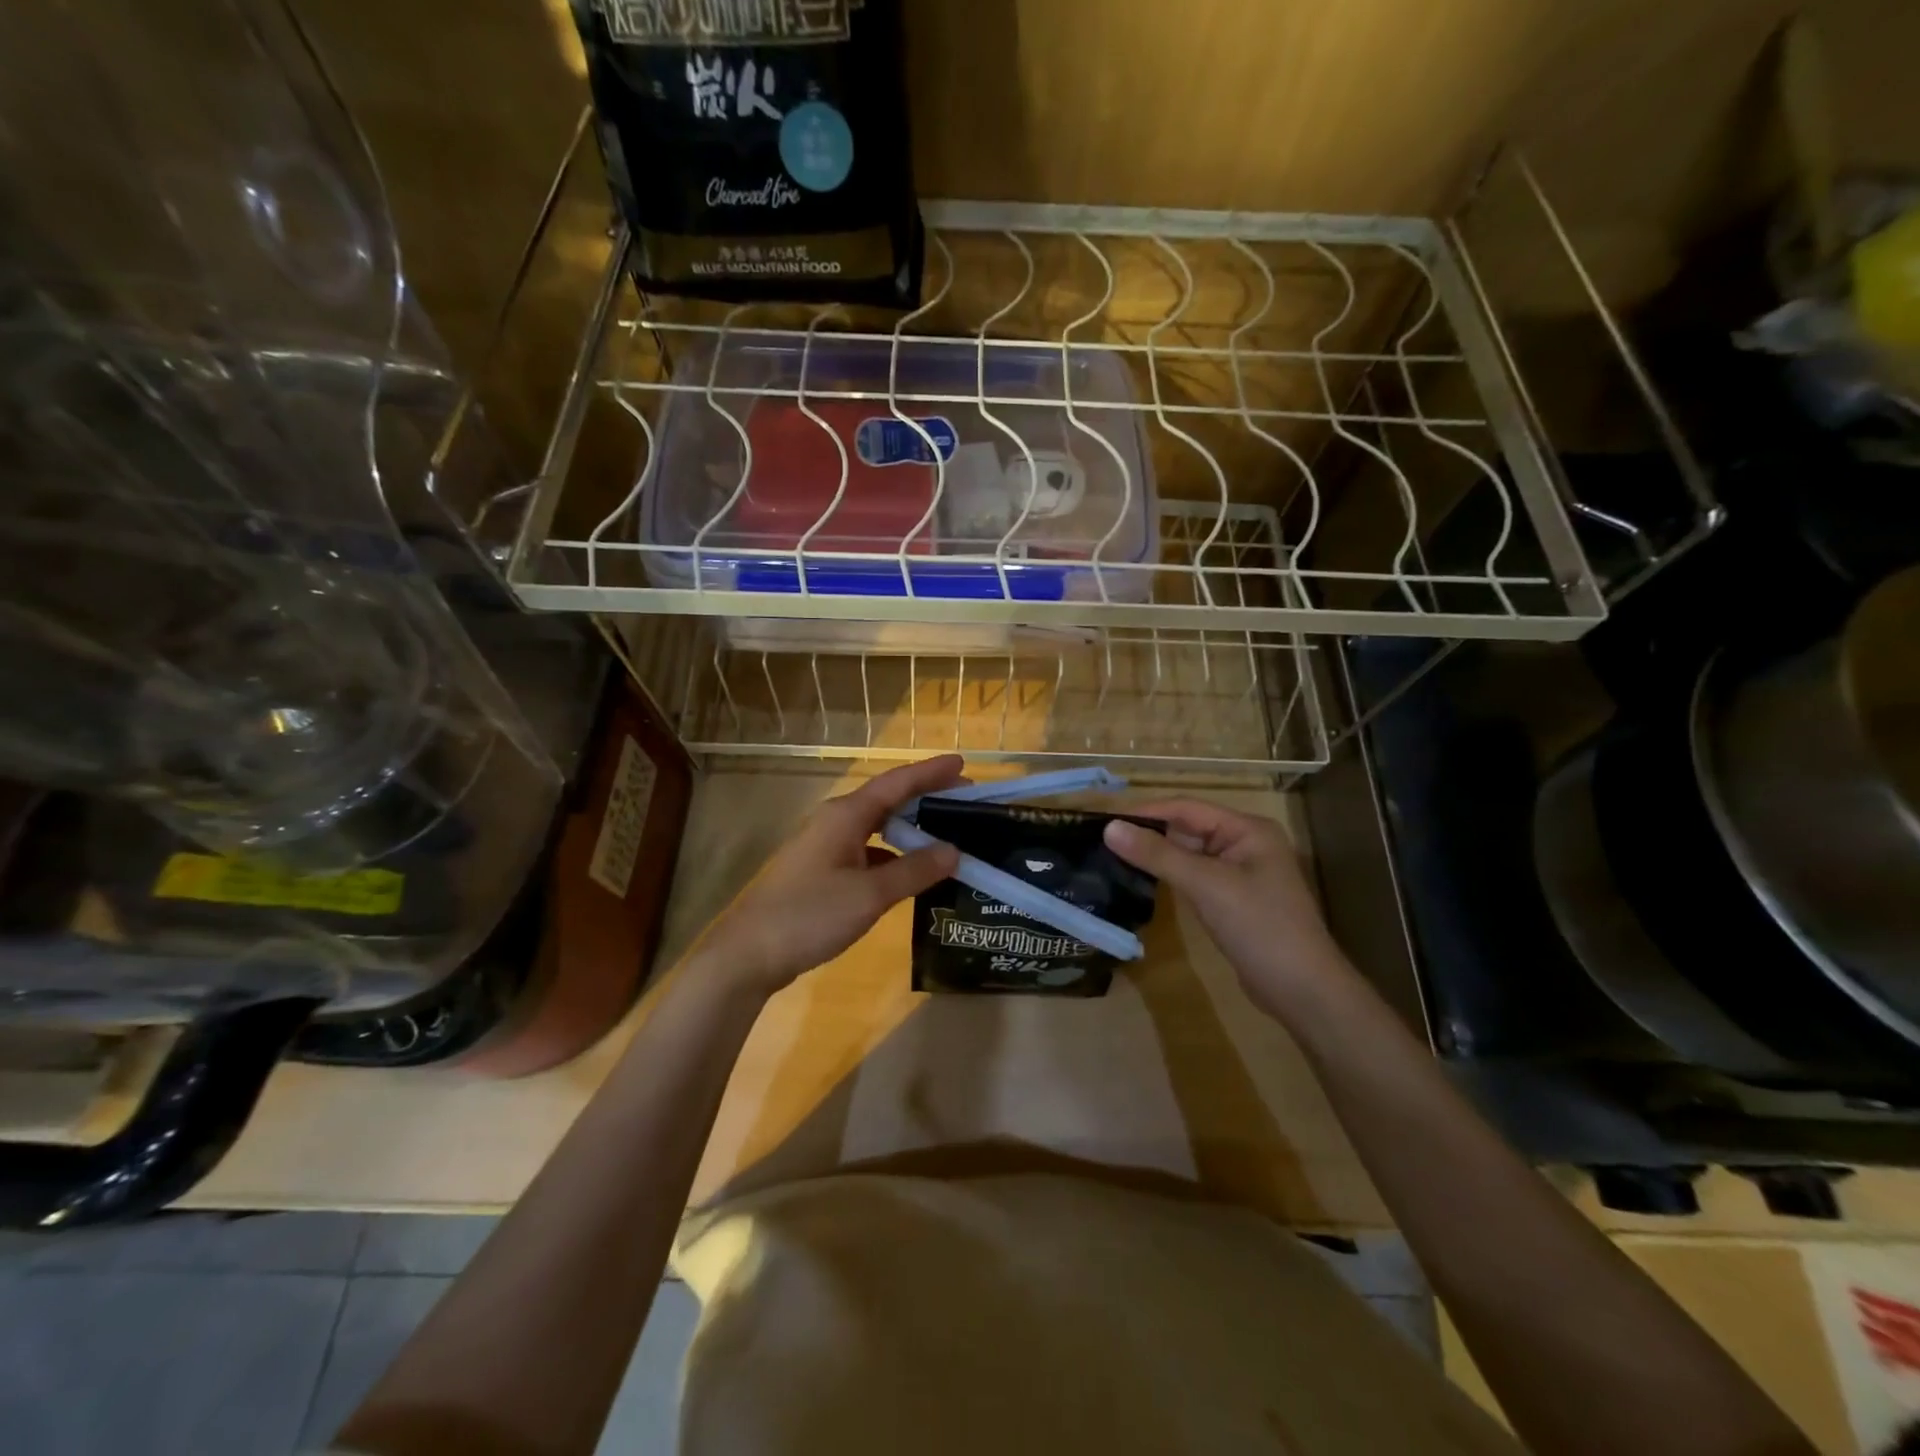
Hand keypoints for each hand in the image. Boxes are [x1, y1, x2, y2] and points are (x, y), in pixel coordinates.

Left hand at [697, 755, 963, 996]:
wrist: (748, 953)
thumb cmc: (810, 914)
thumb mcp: (870, 894)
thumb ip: (914, 871)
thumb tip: (954, 850)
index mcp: (846, 816)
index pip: (897, 783)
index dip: (931, 772)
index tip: (964, 763)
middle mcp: (836, 822)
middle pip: (888, 800)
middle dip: (925, 796)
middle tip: (965, 799)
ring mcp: (826, 847)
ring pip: (877, 826)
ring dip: (910, 827)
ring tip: (946, 832)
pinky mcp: (822, 871)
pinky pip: (868, 851)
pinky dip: (894, 855)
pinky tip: (911, 871)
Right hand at [1103, 800, 1350, 1019]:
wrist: (1303, 991)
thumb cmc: (1259, 927)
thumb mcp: (1206, 886)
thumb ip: (1157, 855)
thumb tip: (1110, 828)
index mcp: (1248, 829)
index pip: (1187, 808)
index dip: (1146, 811)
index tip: (1105, 819)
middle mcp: (1245, 843)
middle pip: (1188, 828)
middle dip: (1149, 833)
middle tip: (1102, 839)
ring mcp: (1241, 873)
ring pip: (1189, 854)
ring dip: (1157, 855)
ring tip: (1113, 856)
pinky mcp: (1233, 899)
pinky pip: (1195, 877)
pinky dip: (1170, 876)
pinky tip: (1142, 880)